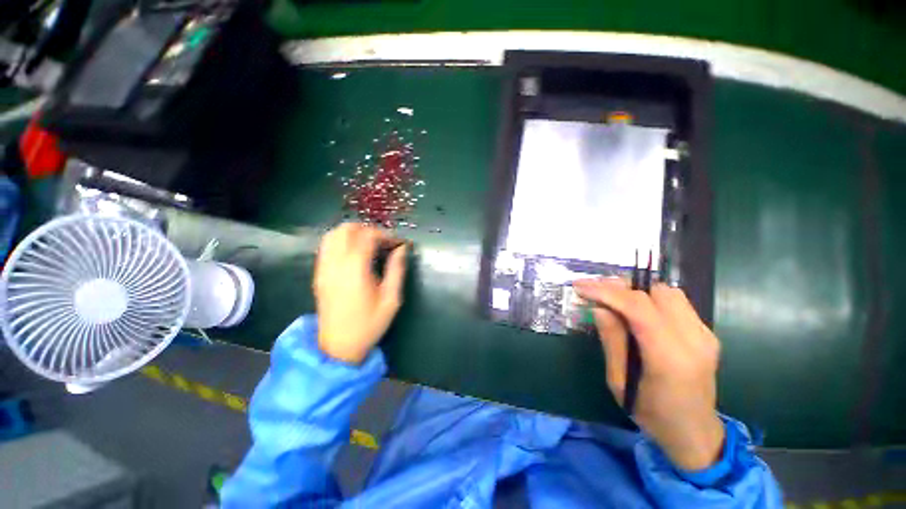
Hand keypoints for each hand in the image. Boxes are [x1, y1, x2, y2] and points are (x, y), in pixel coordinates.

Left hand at [313, 223, 407, 363]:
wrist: (338, 347)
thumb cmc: (369, 324)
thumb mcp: (391, 299)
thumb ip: (397, 269)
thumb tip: (402, 249)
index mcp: (355, 269)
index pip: (368, 236)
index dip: (386, 235)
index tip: (399, 244)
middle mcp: (335, 263)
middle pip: (348, 229)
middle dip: (369, 230)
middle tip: (384, 243)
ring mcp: (324, 267)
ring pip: (334, 234)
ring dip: (354, 233)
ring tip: (370, 245)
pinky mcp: (319, 273)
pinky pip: (327, 246)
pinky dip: (342, 241)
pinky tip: (355, 253)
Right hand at [573, 278, 723, 470]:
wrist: (694, 433)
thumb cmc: (651, 414)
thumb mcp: (619, 381)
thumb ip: (611, 340)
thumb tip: (599, 308)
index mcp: (670, 358)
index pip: (638, 308)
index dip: (606, 292)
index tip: (580, 287)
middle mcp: (694, 340)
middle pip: (655, 292)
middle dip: (620, 287)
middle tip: (594, 291)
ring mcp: (705, 335)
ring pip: (668, 292)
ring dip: (637, 290)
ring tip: (613, 298)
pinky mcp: (707, 333)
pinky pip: (675, 302)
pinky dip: (650, 298)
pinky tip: (635, 311)